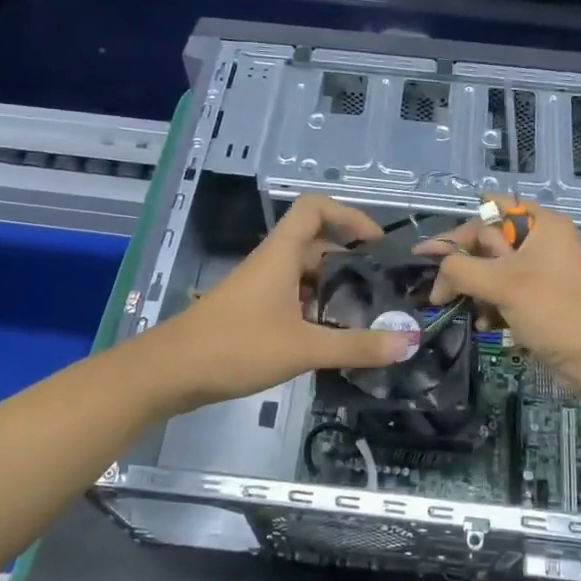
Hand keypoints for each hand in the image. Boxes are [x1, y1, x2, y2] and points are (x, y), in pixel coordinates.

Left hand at [146, 194, 418, 412]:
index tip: (376, 242)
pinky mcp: (252, 311)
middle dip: (350, 259)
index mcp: (281, 254)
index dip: (348, 214)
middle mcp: (271, 263)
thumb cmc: (236, 347)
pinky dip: (315, 308)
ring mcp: (259, 287)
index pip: (314, 208)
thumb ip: (357, 346)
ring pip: (304, 274)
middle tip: (383, 287)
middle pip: (315, 243)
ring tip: (366, 314)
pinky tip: (331, 336)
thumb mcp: (303, 348)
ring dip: (334, 287)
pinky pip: (292, 297)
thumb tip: (410, 342)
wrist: (171, 372)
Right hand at [415, 200, 580, 388]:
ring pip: (493, 270)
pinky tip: (480, 323)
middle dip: (462, 266)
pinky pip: (504, 292)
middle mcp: (541, 242)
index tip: (425, 253)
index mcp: (541, 225)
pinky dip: (489, 305)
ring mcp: (541, 271)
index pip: (489, 212)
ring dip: (473, 289)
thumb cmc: (554, 310)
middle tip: (436, 288)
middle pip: (488, 243)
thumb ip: (461, 270)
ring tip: (453, 307)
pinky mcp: (539, 298)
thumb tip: (437, 275)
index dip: (456, 232)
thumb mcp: (503, 284)